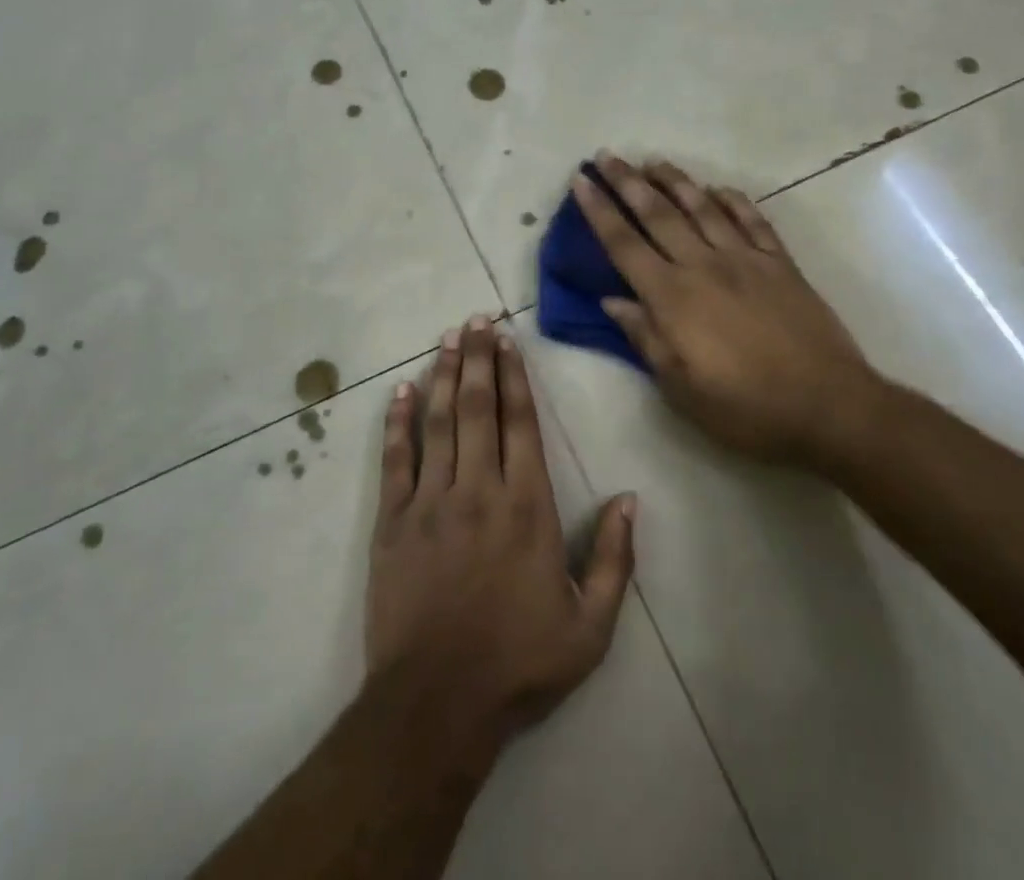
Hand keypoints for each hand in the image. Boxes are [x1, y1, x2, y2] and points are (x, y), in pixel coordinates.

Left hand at [368, 318, 636, 749]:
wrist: (437, 704)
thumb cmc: (519, 664)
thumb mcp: (590, 628)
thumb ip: (614, 559)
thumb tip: (630, 498)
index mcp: (526, 506)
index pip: (519, 421)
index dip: (513, 375)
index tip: (507, 340)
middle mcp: (478, 488)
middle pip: (476, 406)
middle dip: (476, 357)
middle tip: (474, 318)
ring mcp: (430, 500)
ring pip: (437, 421)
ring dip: (441, 374)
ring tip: (446, 337)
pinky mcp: (394, 520)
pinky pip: (396, 459)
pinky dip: (397, 422)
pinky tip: (399, 391)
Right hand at [572, 154, 889, 470]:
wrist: (828, 407)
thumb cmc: (745, 408)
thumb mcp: (681, 388)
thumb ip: (645, 338)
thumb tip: (611, 301)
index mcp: (673, 298)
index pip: (624, 245)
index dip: (599, 211)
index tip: (582, 181)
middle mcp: (704, 266)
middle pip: (658, 215)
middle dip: (628, 183)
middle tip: (607, 156)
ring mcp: (746, 260)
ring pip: (703, 209)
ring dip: (676, 182)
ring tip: (654, 162)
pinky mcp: (781, 264)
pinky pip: (753, 221)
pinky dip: (734, 201)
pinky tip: (719, 189)